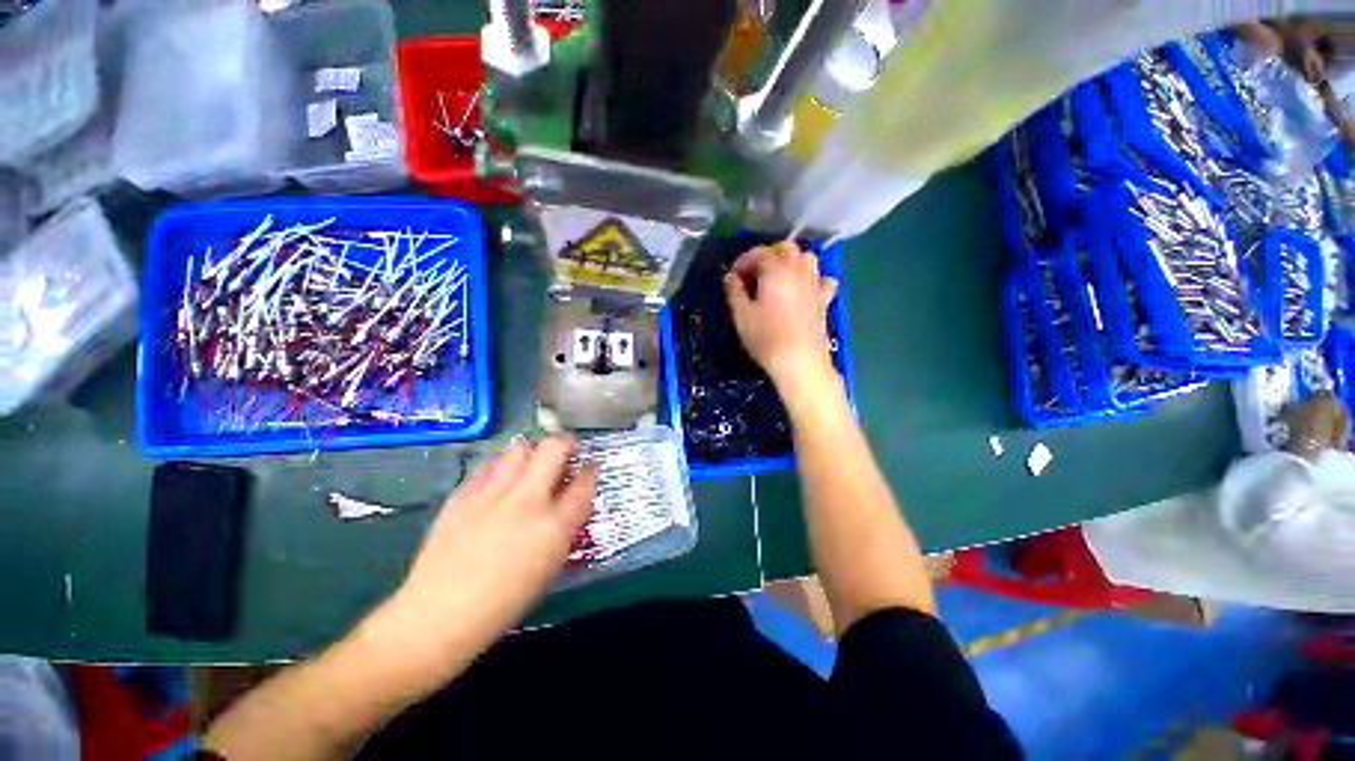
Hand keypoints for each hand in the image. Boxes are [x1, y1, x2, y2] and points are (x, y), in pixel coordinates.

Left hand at [378, 436, 597, 664]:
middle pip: (553, 450)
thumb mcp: (550, 566)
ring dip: (531, 450)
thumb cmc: (505, 601)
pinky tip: (498, 480)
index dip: (591, 470)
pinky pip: (488, 466)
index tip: (590, 466)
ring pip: (519, 448)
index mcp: (553, 524)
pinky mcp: (463, 494)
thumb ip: (565, 528)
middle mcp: (526, 500)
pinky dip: (500, 466)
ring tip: (530, 460)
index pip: (583, 483)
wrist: (439, 614)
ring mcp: (492, 493)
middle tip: (565, 449)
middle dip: (565, 443)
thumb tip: (570, 503)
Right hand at [724, 241, 838, 387]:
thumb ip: (734, 291)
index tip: (733, 277)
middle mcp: (798, 271)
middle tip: (753, 276)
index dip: (743, 261)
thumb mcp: (741, 315)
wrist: (800, 362)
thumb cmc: (766, 338)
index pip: (759, 252)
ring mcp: (815, 284)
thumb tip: (731, 277)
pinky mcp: (824, 300)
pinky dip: (813, 280)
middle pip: (786, 248)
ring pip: (806, 258)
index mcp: (776, 270)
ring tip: (777, 279)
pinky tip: (804, 291)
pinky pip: (823, 280)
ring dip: (791, 262)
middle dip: (767, 256)